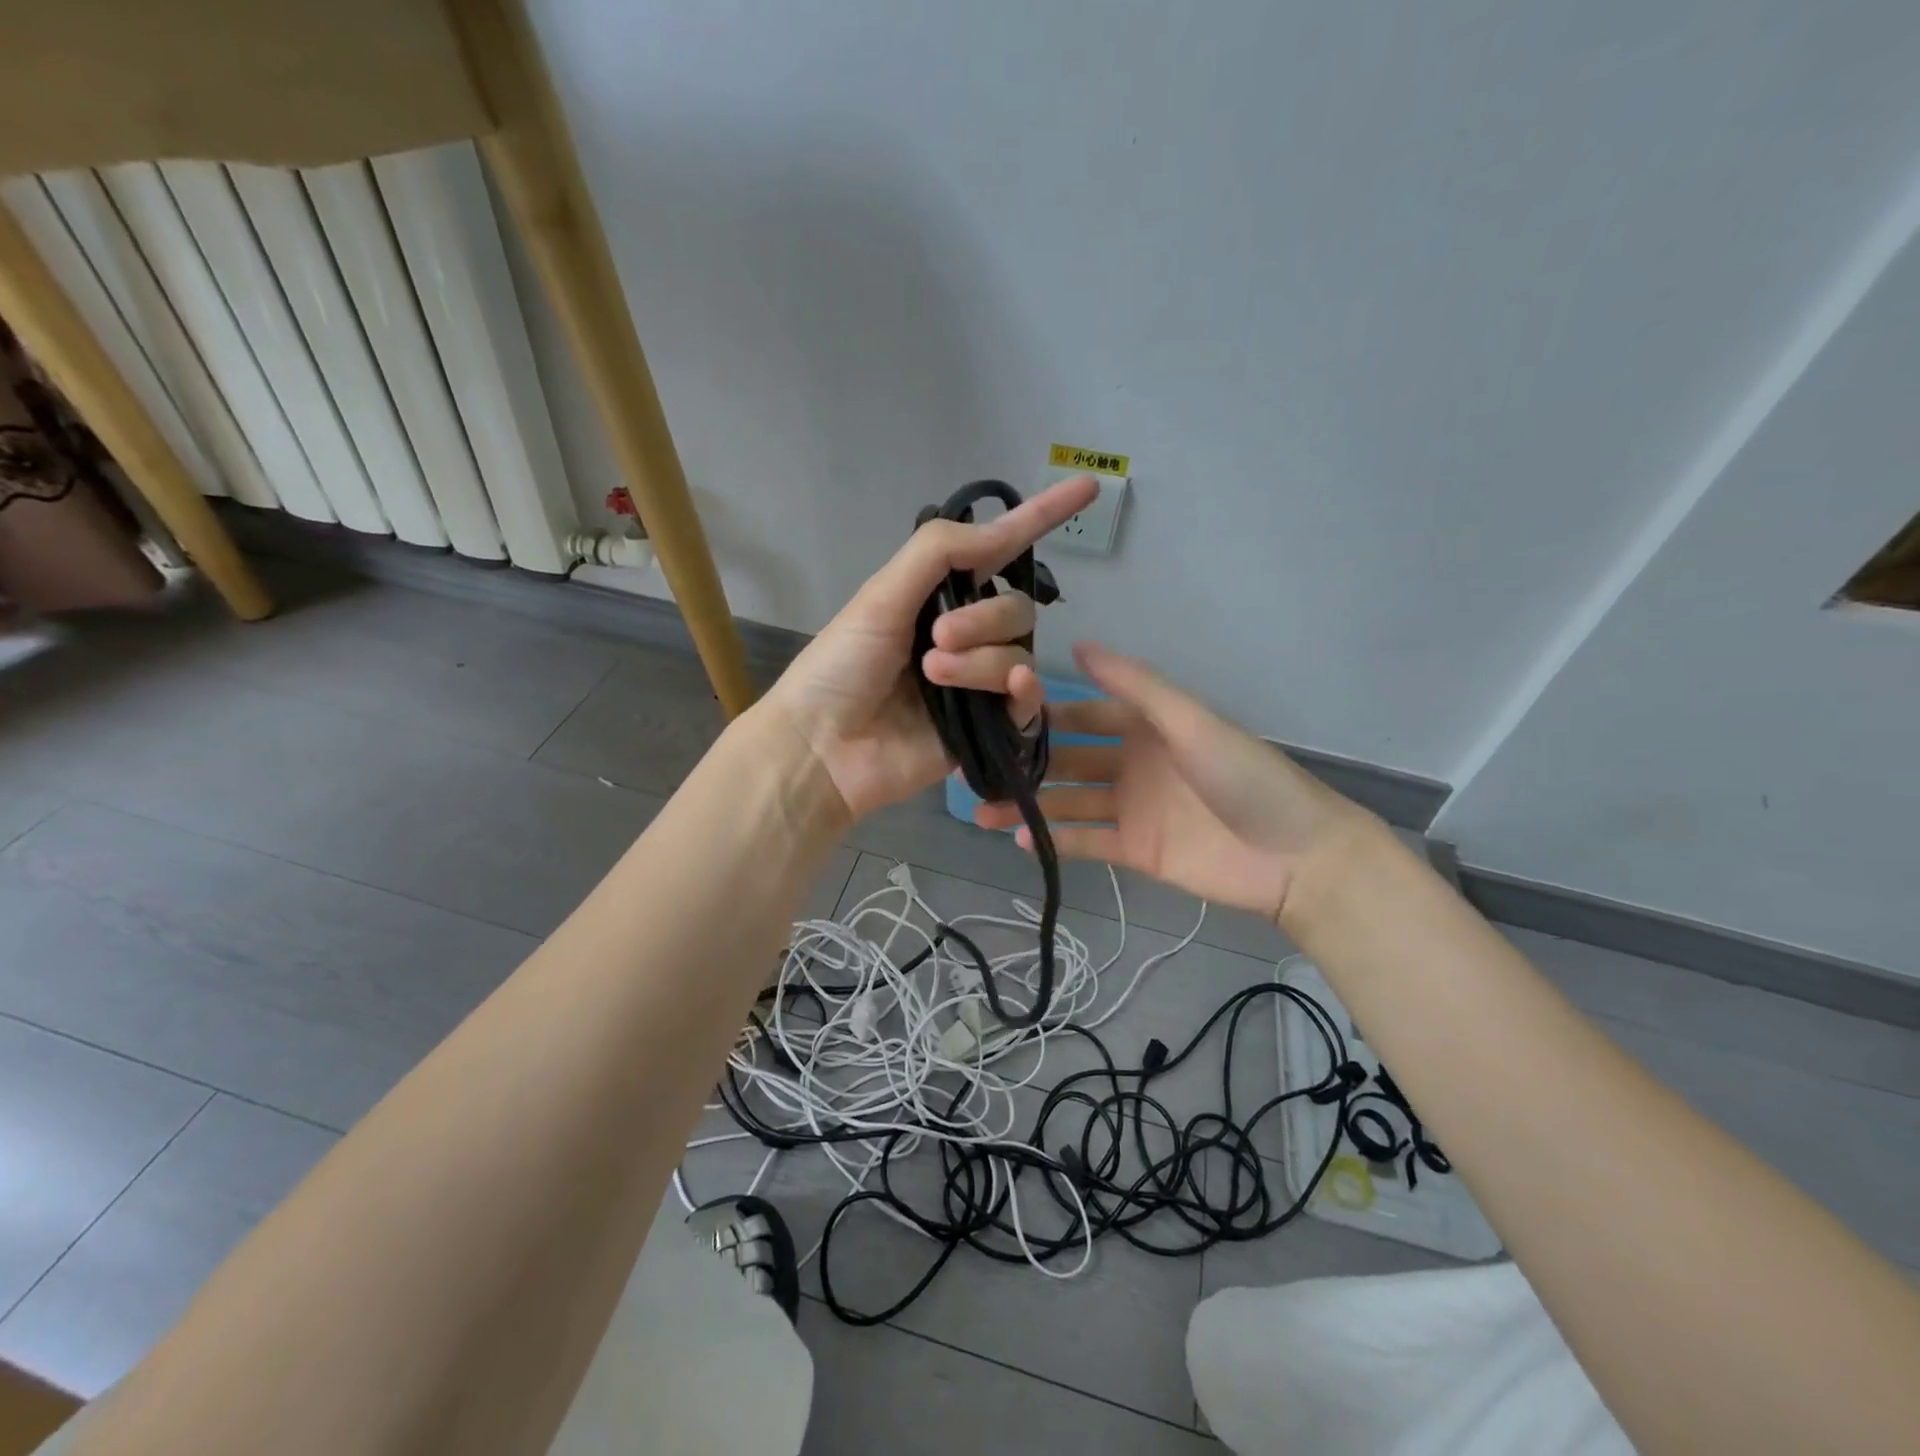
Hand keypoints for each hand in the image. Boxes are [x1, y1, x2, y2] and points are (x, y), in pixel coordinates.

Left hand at [762, 475, 1098, 822]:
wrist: (822, 748)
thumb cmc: (839, 668)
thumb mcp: (881, 597)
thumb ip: (938, 554)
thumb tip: (999, 529)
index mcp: (936, 598)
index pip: (998, 551)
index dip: (1039, 518)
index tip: (1087, 485)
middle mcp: (964, 635)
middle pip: (1015, 609)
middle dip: (983, 618)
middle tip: (936, 639)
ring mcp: (976, 682)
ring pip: (1019, 654)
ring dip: (981, 660)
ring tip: (933, 675)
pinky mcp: (986, 728)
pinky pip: (1028, 701)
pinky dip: (1025, 690)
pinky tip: (1012, 689)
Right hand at [976, 642, 1375, 922]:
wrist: (1297, 856)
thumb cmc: (1244, 776)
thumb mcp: (1190, 721)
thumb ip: (1135, 686)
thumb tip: (1079, 644)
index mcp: (1146, 727)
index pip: (1083, 714)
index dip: (1044, 713)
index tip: (997, 712)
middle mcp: (1133, 763)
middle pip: (1069, 760)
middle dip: (1026, 763)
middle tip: (975, 767)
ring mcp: (1132, 809)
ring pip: (1069, 803)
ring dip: (1030, 805)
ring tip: (983, 810)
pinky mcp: (1136, 850)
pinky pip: (1087, 842)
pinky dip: (1056, 840)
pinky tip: (1020, 840)